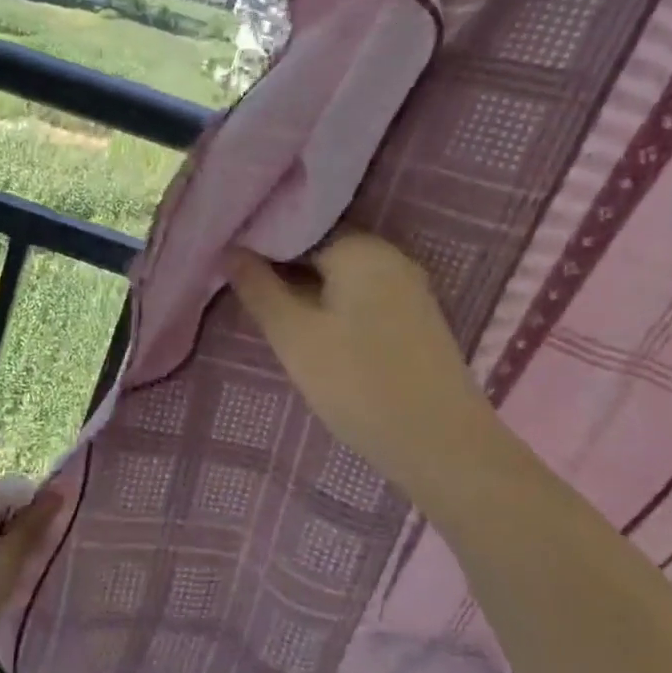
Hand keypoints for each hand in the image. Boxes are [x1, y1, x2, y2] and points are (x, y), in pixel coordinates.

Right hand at [228, 233, 518, 507]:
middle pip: (321, 249)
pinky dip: (334, 306)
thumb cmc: (358, 383)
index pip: (297, 227)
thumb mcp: (293, 336)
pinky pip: (362, 296)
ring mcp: (409, 288)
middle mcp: (390, 256)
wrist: (441, 445)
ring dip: (306, 291)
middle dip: (282, 269)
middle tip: (246, 295)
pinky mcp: (416, 318)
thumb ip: (258, 288)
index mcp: (361, 248)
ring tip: (274, 316)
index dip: (260, 245)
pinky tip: (316, 333)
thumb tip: (230, 249)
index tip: (230, 267)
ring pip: (341, 276)